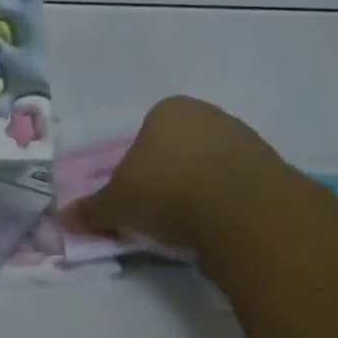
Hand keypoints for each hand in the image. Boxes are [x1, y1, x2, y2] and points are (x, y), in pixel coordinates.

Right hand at [63, 96, 287, 252]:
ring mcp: (245, 138)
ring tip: (192, 225)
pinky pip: (240, 185)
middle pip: (181, 147)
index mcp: (167, 110)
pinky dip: (229, 203)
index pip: (146, 134)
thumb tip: (64, 219)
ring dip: (202, 189)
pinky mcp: (274, 168)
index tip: (137, 196)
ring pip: (212, 165)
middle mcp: (207, 114)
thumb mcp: (118, 204)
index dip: (138, 166)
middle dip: (171, 175)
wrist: (242, 212)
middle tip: (161, 211)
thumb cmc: (167, 191)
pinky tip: (221, 227)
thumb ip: (92, 210)